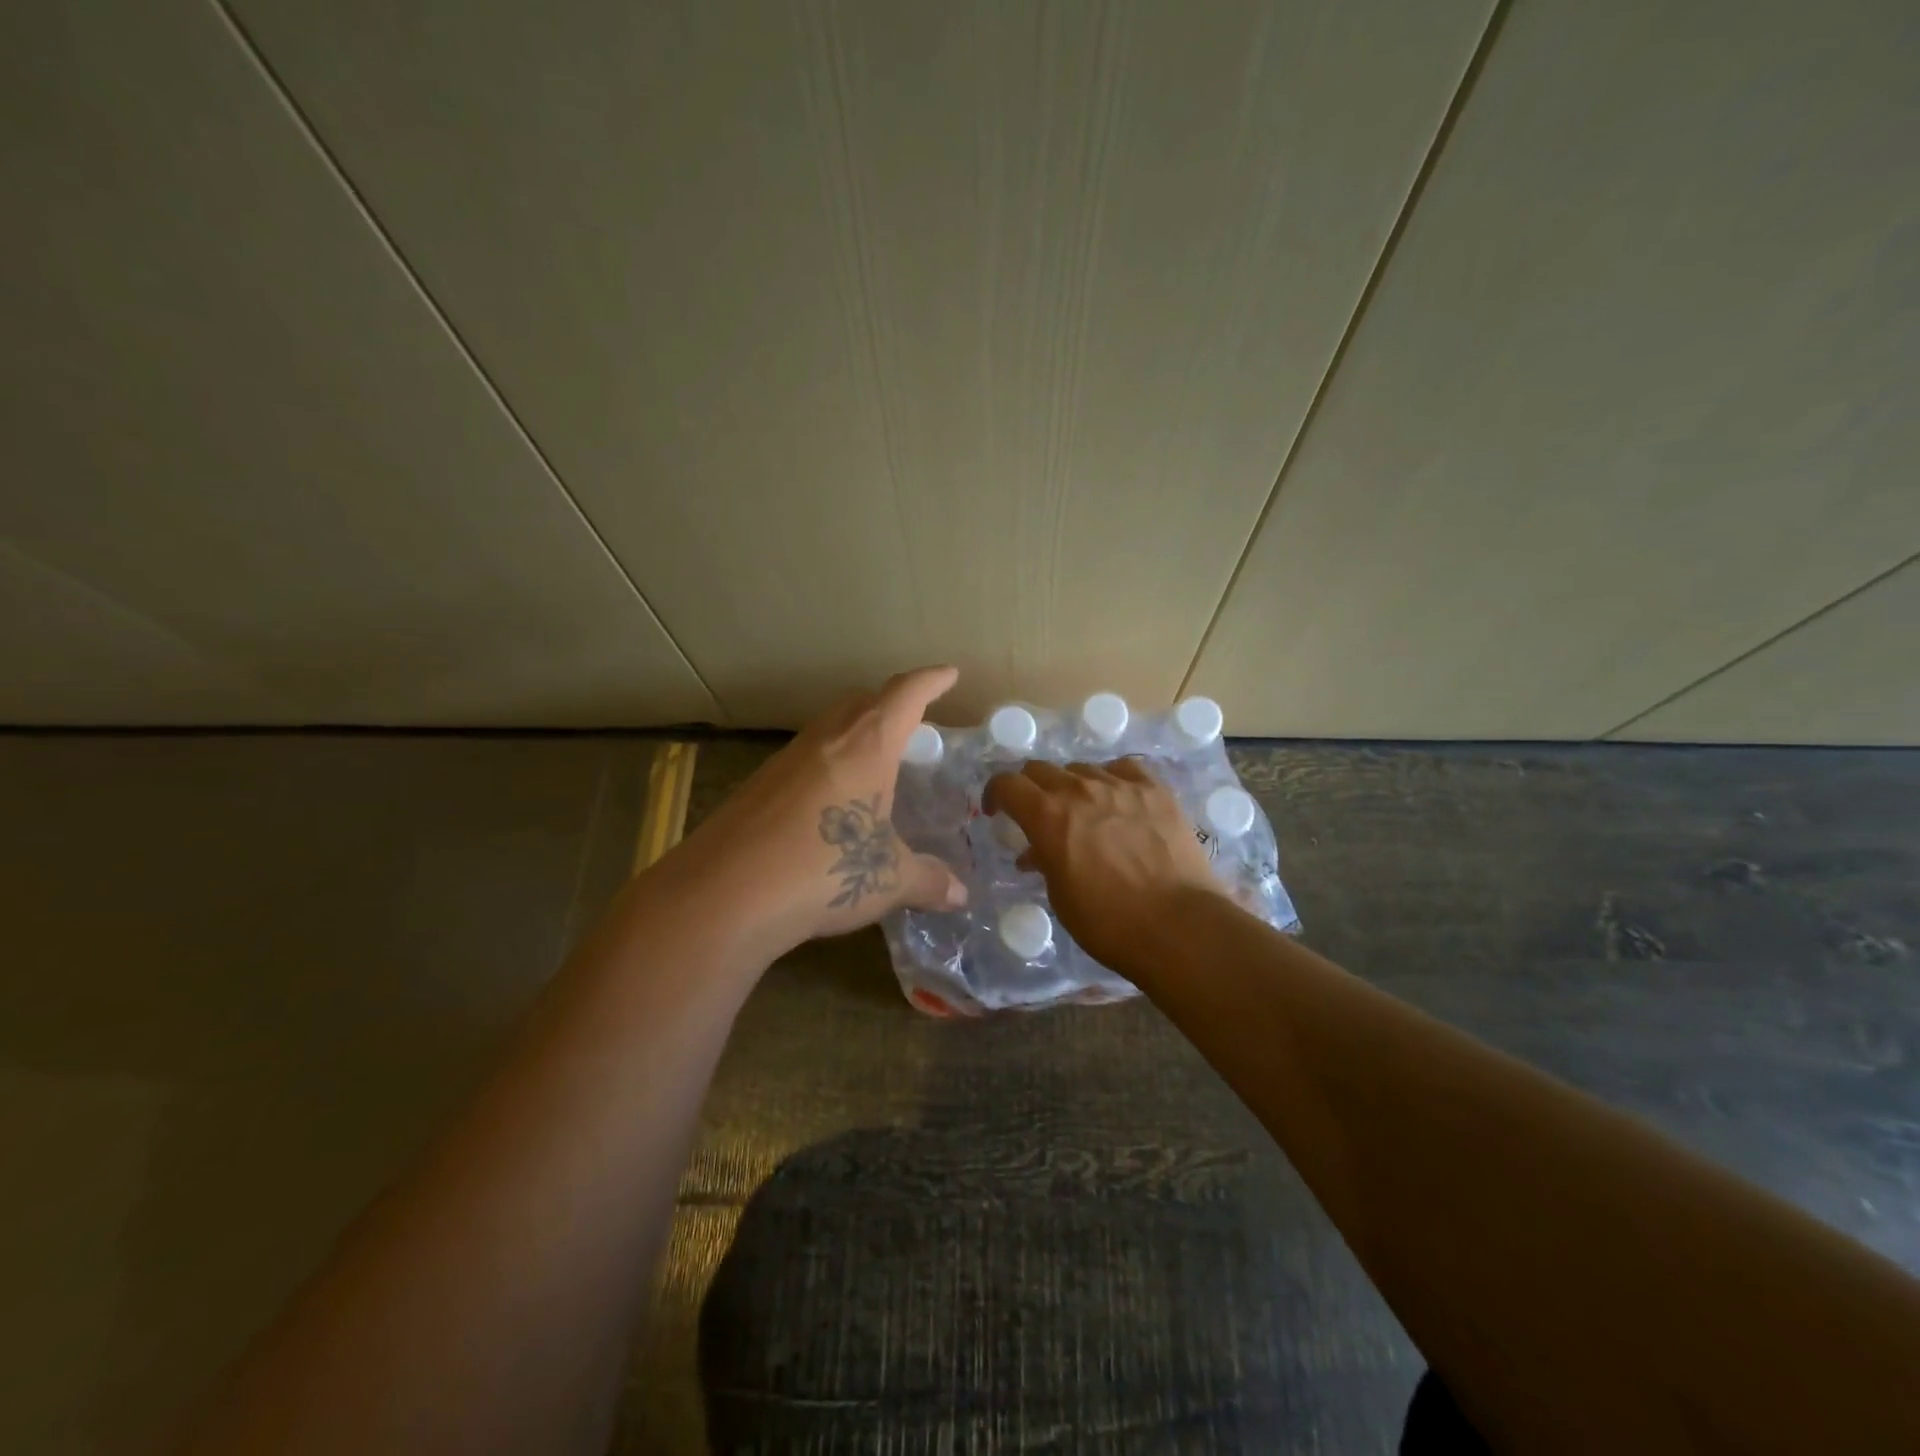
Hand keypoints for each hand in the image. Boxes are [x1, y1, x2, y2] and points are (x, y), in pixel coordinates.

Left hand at [666, 666, 968, 963]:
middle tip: (913, 727)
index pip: (905, 695)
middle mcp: (825, 740)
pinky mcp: (757, 785)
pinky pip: (804, 758)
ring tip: (875, 766)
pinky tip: (832, 805)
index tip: (949, 674)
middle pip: (862, 701)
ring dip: (855, 734)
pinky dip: (827, 766)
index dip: (931, 681)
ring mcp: (785, 760)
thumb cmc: (822, 872)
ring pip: (829, 727)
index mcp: (866, 746)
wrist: (722, 895)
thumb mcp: (887, 879)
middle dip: (890, 704)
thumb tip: (960, 894)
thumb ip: (928, 880)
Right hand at [984, 759, 1226, 977]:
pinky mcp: (1155, 790)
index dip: (995, 794)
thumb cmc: (1108, 922)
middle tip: (1035, 813)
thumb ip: (1044, 862)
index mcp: (1047, 816)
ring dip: (1071, 786)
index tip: (996, 812)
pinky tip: (1117, 798)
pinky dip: (1111, 780)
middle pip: (1041, 770)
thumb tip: (1037, 852)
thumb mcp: (1060, 896)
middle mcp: (1080, 789)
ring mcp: (1121, 785)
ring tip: (1081, 811)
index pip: (1007, 784)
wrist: (1178, 925)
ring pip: (1082, 768)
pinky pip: (1123, 769)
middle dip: (1030, 788)